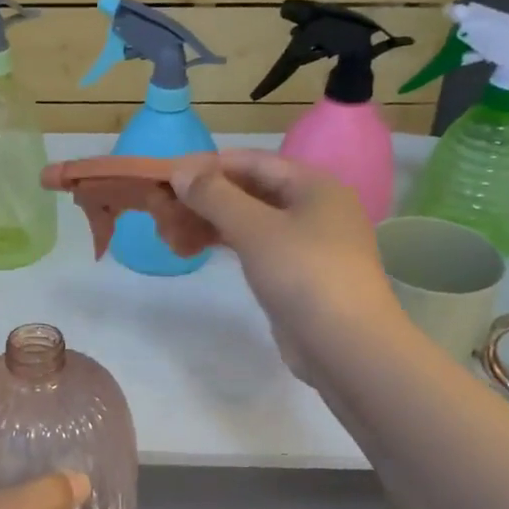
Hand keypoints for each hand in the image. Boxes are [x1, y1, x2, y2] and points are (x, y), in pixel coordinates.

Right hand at [170, 149, 400, 383]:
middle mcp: (314, 209)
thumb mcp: (254, 228)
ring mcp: (307, 244)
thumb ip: (214, 196)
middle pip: (250, 191)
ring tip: (170, 234)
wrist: (346, 346)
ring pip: (249, 222)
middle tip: (162, 210)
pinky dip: (224, 245)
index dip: (209, 165)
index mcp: (314, 186)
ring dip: (209, 223)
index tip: (168, 176)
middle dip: (205, 198)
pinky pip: (254, 247)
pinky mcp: (296, 275)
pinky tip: (194, 250)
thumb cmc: (303, 274)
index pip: (253, 161)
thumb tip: (179, 171)